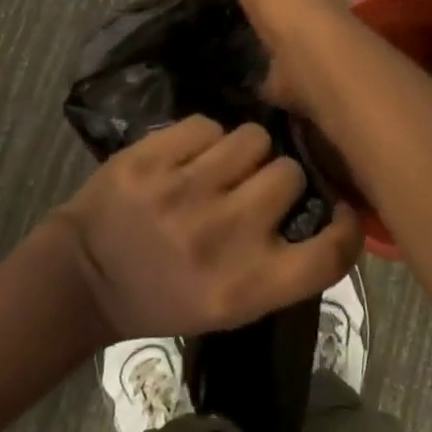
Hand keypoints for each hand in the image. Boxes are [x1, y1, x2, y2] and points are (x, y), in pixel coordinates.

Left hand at [52, 115, 361, 339]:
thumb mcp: (229, 307)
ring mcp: (183, 194)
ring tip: (218, 169)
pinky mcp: (151, 160)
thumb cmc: (164, 296)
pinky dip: (203, 139)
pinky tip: (184, 160)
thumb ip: (279, 264)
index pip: (327, 256)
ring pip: (253, 138)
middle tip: (252, 188)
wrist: (82, 278)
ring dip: (244, 151)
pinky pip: (208, 125)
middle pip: (290, 173)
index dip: (348, 227)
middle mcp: (221, 239)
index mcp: (245, 289)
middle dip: (278, 177)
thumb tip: (327, 206)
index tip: (343, 210)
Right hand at [231, 0, 358, 113]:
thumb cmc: (286, 3)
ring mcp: (319, 37)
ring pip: (291, 34)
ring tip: (241, 43)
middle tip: (240, 14)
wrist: (310, 57)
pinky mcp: (310, 70)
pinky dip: (272, 72)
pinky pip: (285, 69)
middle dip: (274, 7)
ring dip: (274, 41)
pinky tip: (250, 73)